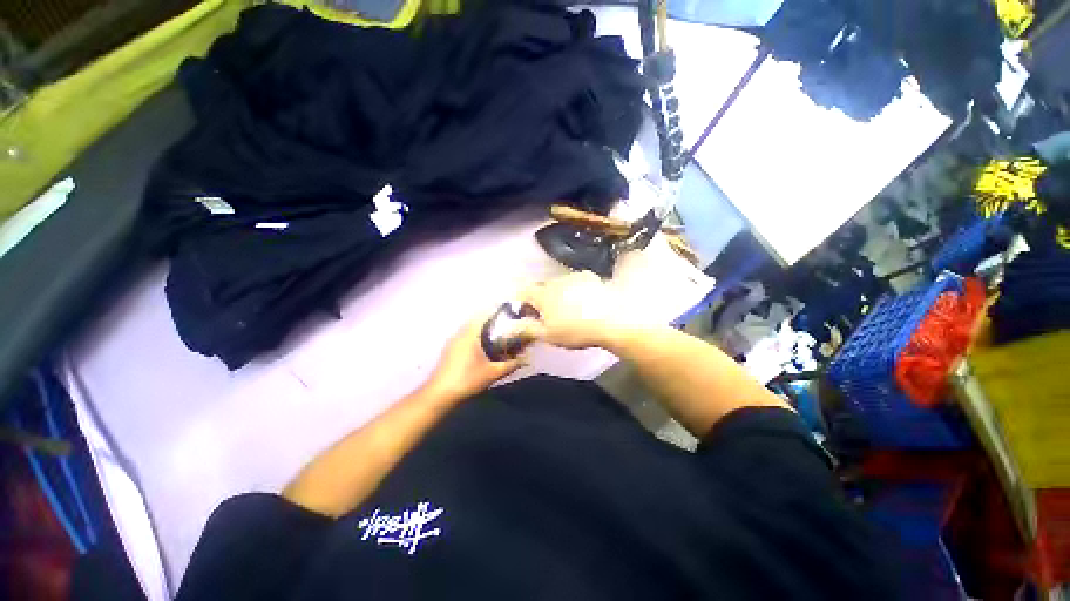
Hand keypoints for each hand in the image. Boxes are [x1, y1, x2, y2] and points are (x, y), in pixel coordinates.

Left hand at [424, 312, 528, 402]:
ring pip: (471, 328)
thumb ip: (511, 365)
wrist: (439, 395)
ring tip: (499, 335)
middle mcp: (460, 333)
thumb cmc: (467, 380)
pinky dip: (477, 336)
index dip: (499, 311)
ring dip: (484, 329)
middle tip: (508, 325)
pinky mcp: (450, 349)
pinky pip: (466, 335)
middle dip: (493, 320)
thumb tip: (526, 360)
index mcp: (470, 333)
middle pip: (478, 319)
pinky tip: (484, 347)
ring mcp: (453, 341)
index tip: (511, 313)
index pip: (485, 313)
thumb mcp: (493, 373)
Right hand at [521, 271, 638, 349]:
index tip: (525, 313)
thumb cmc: (575, 330)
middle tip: (548, 316)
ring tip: (569, 310)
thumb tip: (510, 327)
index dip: (521, 302)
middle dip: (541, 299)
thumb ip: (527, 329)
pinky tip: (585, 303)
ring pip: (559, 285)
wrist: (611, 319)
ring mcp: (574, 277)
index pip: (523, 293)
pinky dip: (575, 291)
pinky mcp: (590, 278)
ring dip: (559, 295)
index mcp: (542, 295)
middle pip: (542, 288)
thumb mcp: (548, 335)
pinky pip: (576, 283)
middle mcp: (555, 281)